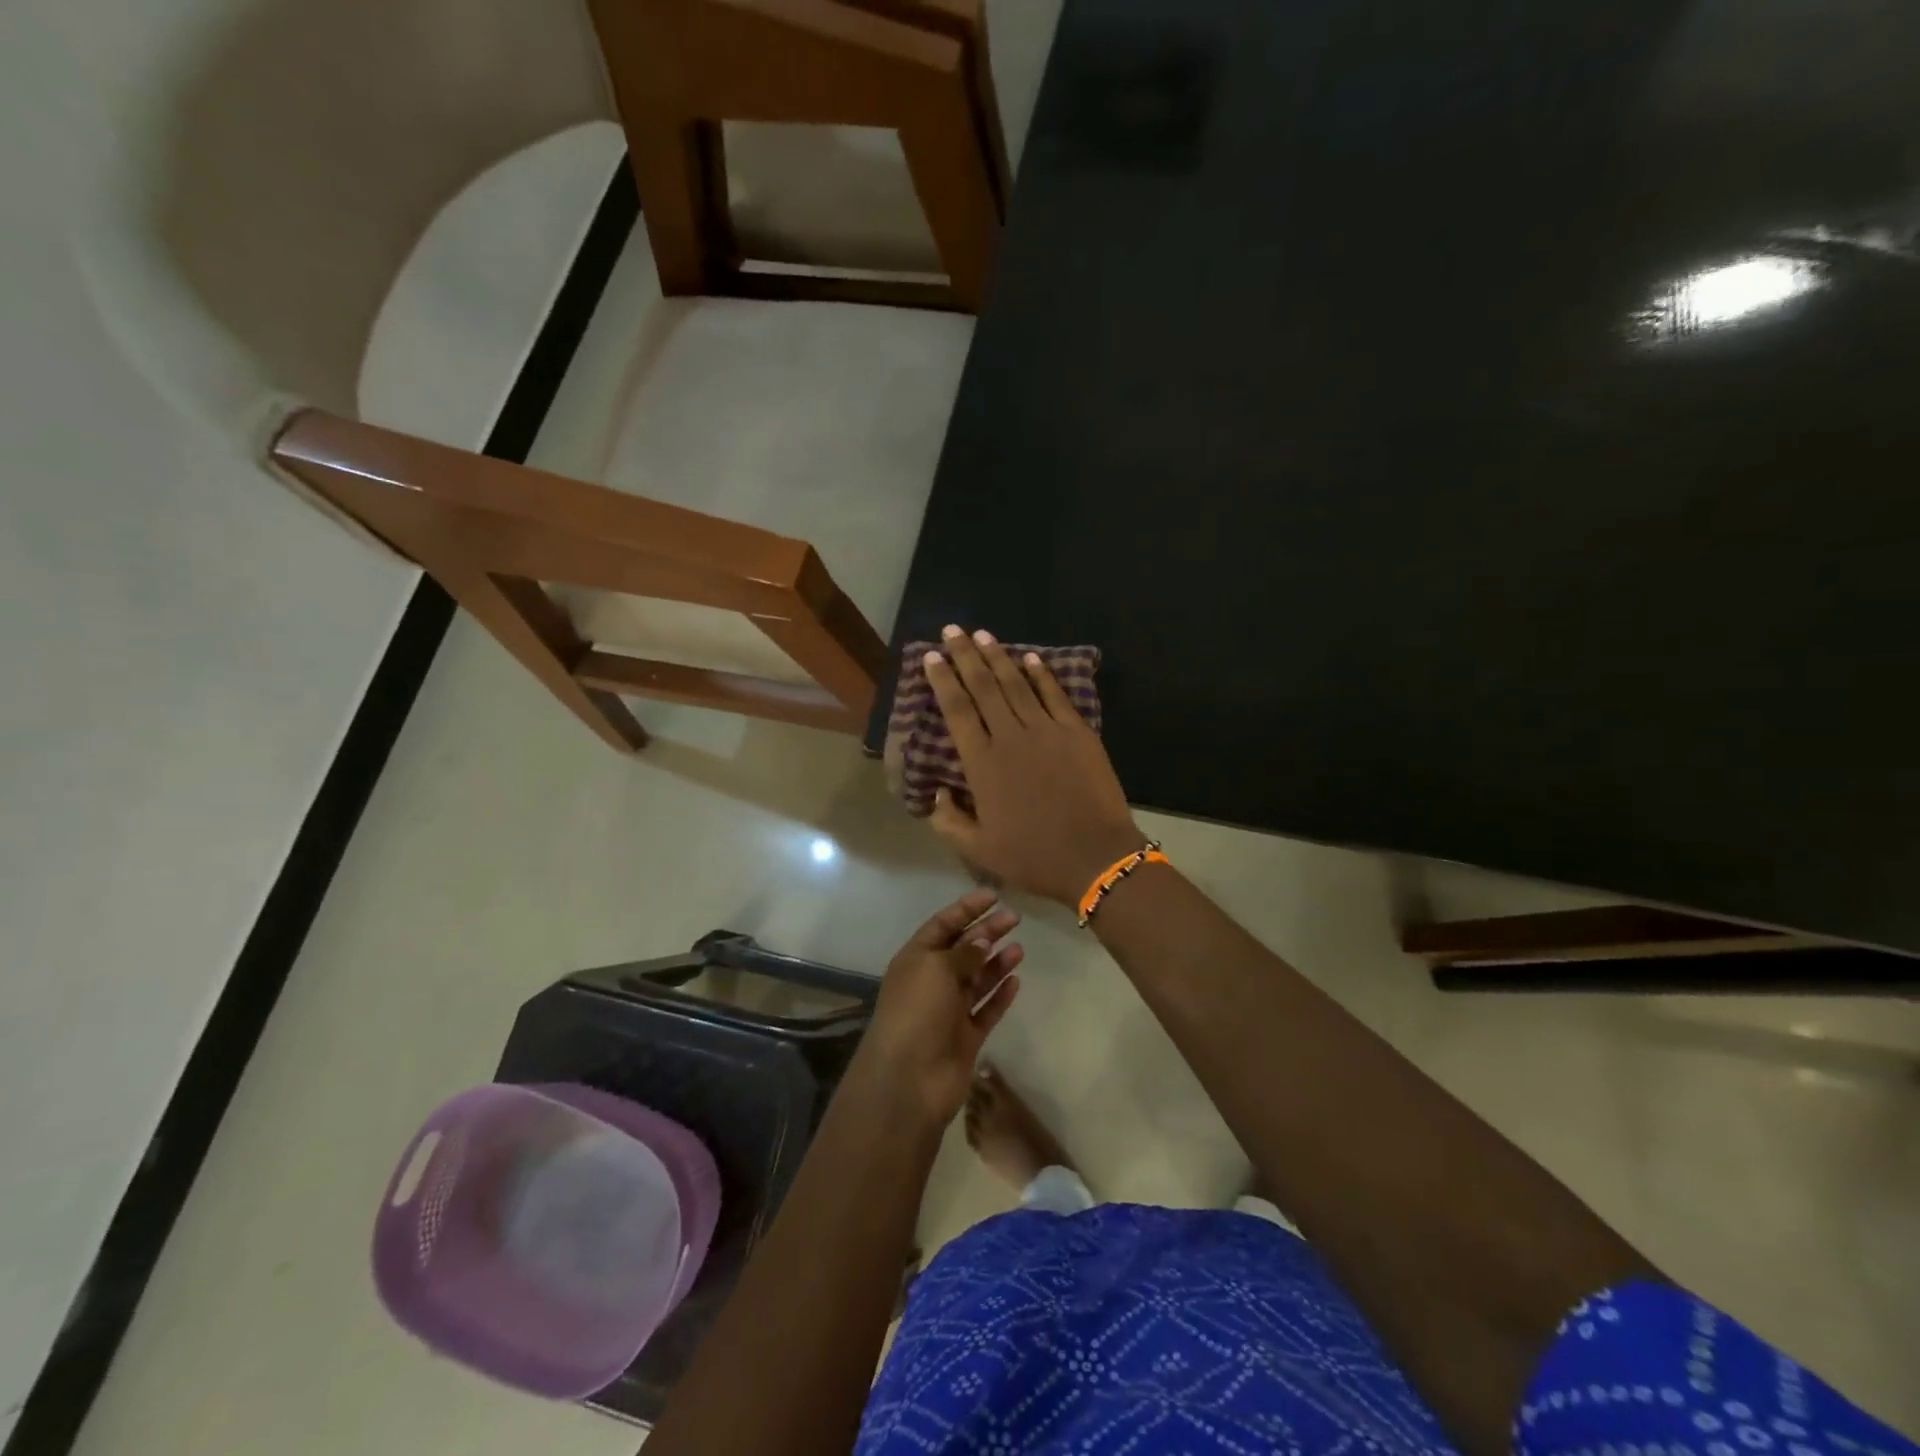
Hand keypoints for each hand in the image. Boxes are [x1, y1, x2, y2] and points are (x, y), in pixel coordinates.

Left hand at [853, 889, 1023, 1125]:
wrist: (909, 1079)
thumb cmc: (917, 1012)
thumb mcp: (937, 969)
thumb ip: (964, 952)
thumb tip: (983, 938)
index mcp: (916, 960)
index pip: (943, 926)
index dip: (966, 909)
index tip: (993, 895)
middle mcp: (932, 982)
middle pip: (963, 950)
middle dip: (987, 932)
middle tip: (1015, 918)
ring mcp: (949, 1011)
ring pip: (977, 980)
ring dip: (996, 963)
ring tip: (1020, 949)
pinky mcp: (965, 1037)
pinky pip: (986, 1010)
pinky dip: (999, 995)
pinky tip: (1016, 981)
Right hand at [923, 627, 1142, 905]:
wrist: (1095, 857)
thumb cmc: (1033, 856)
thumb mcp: (978, 849)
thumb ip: (949, 821)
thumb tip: (937, 794)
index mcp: (982, 764)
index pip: (957, 710)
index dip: (942, 680)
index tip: (932, 656)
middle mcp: (1011, 737)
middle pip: (983, 686)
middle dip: (965, 655)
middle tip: (952, 630)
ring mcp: (1047, 730)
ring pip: (1017, 684)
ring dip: (998, 657)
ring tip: (983, 635)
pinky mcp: (1077, 732)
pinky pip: (1055, 695)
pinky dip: (1041, 674)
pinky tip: (1030, 658)